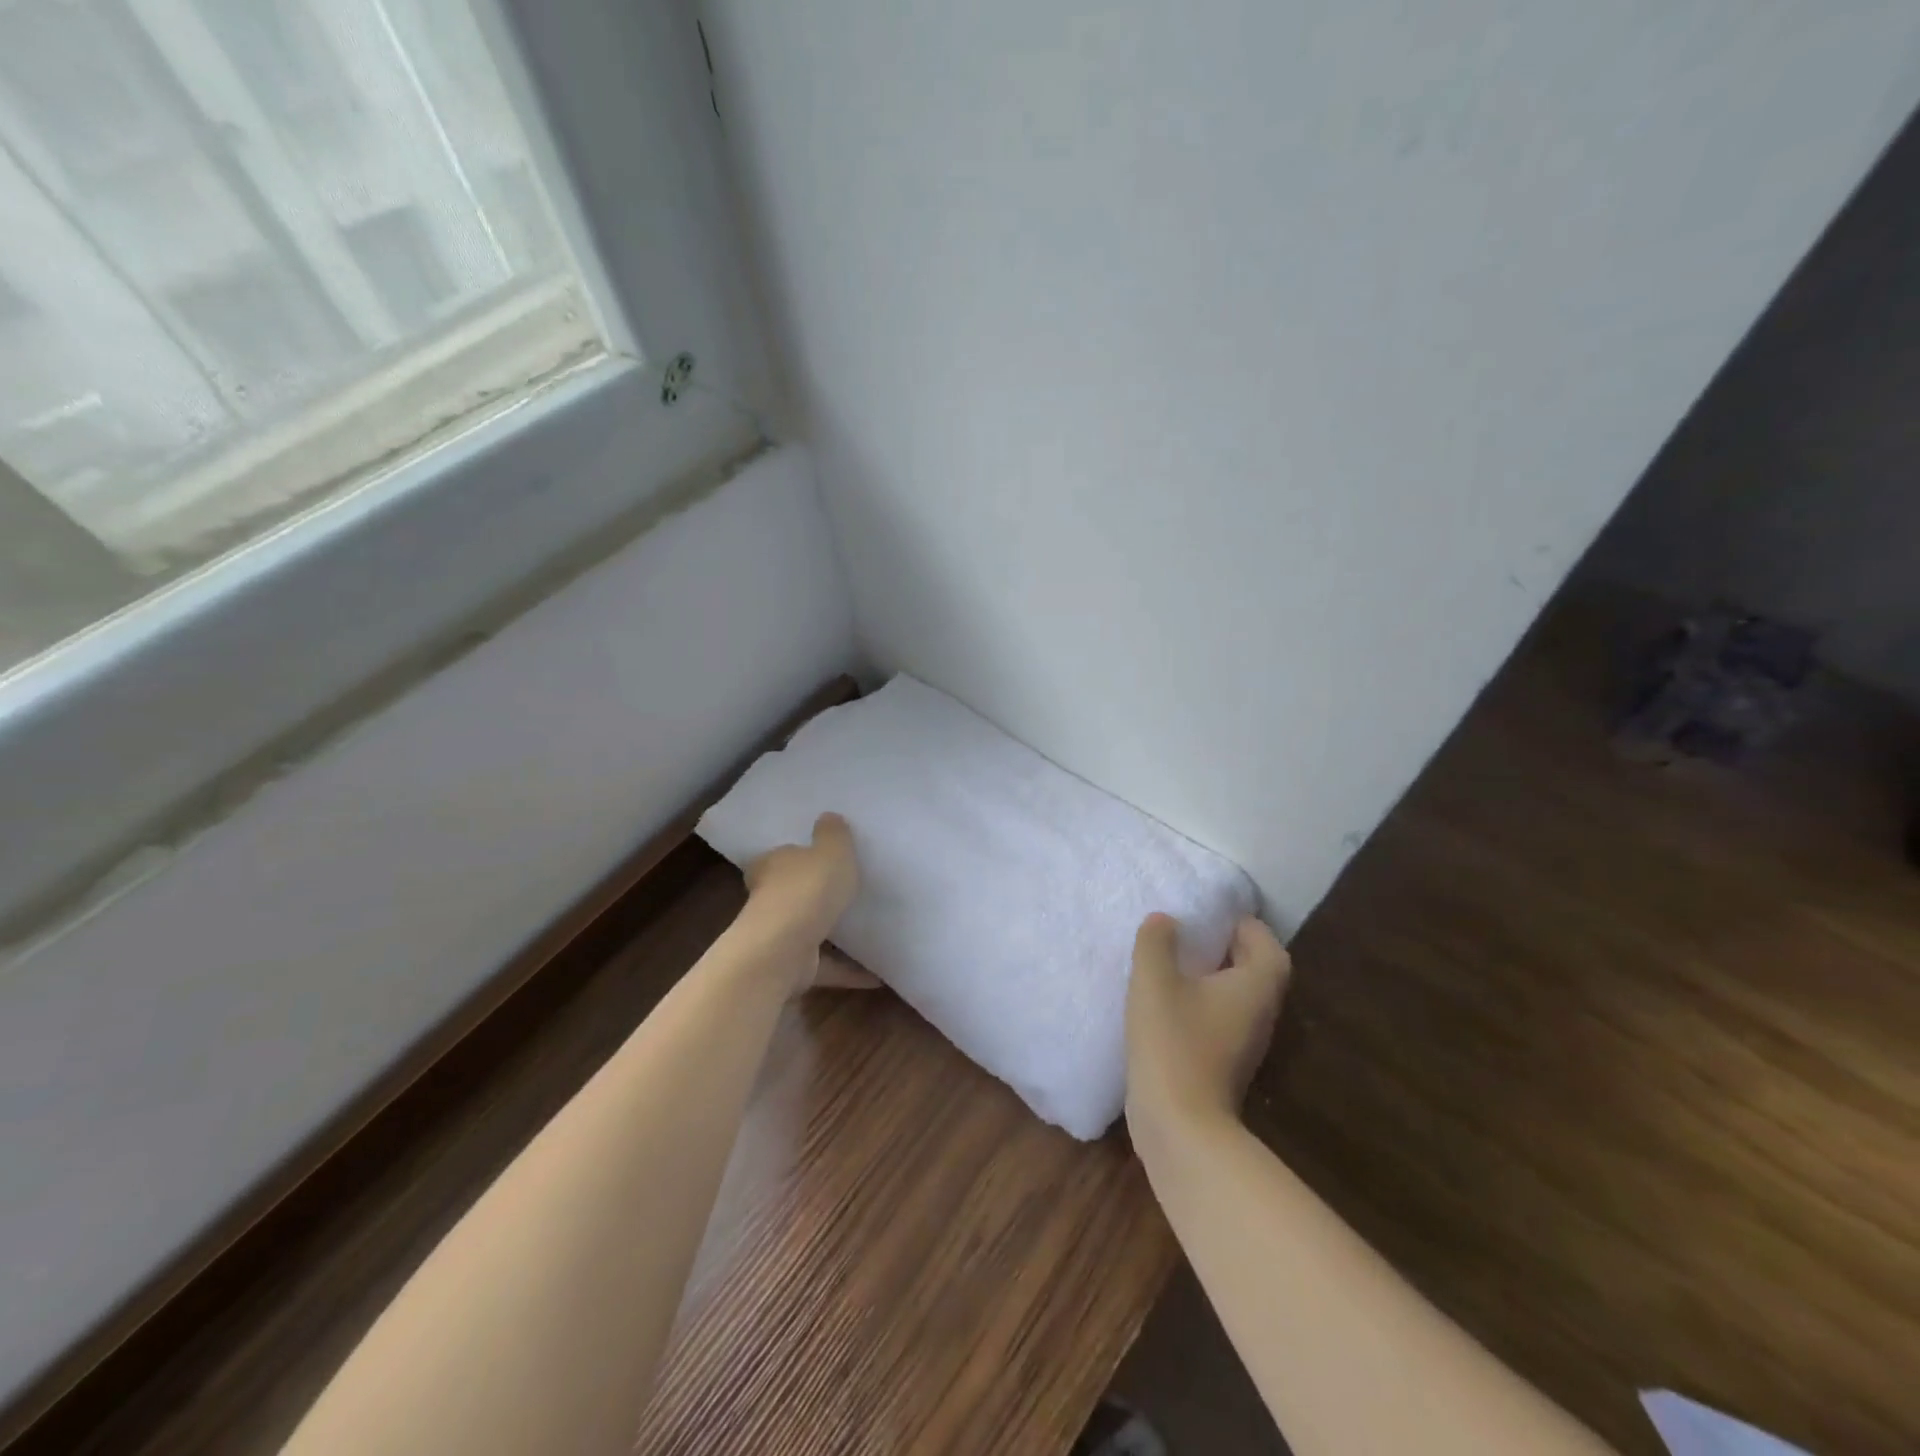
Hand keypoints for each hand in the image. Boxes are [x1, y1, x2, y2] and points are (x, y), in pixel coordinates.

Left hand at [742, 813, 873, 992]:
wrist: (784, 949)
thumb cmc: (807, 890)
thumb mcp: (831, 850)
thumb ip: (833, 834)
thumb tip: (828, 816)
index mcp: (772, 865)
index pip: (779, 857)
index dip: (797, 856)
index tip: (817, 858)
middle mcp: (769, 899)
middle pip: (791, 893)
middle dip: (812, 895)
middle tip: (844, 892)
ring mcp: (779, 935)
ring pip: (807, 930)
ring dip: (829, 933)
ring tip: (864, 932)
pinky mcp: (792, 967)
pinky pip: (825, 967)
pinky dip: (847, 971)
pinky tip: (875, 977)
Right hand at [1125, 912, 1289, 1139]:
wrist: (1179, 1125)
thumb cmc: (1173, 1043)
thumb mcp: (1155, 981)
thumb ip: (1157, 943)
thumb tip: (1164, 919)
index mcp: (1254, 986)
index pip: (1266, 944)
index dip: (1244, 925)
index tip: (1210, 914)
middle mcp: (1260, 1013)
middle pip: (1255, 970)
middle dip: (1226, 947)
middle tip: (1189, 933)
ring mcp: (1245, 1043)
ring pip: (1237, 996)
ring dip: (1213, 976)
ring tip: (1174, 963)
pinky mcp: (1225, 1064)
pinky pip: (1222, 1019)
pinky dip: (1202, 1003)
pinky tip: (1168, 1002)